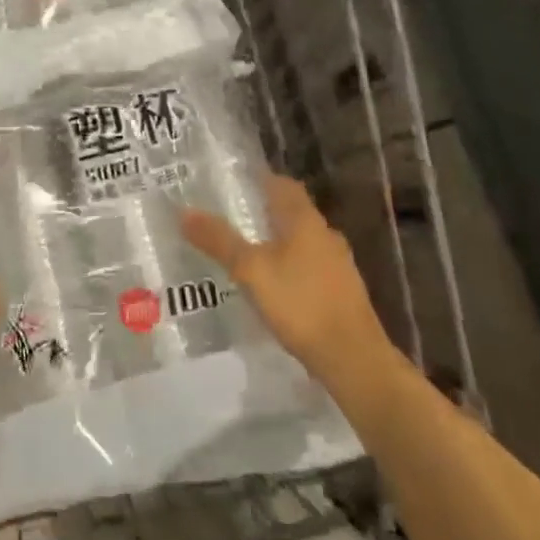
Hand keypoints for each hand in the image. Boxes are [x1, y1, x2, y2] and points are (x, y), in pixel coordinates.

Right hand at [181, 173, 395, 389]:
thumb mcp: (251, 270)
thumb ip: (219, 240)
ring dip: (278, 242)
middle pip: (293, 213)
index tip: (234, 182)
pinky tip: (274, 287)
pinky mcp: (342, 293)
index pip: (283, 184)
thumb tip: (184, 211)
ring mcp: (338, 265)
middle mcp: (325, 235)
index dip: (260, 179)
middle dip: (264, 212)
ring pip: (302, 242)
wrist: (355, 360)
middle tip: (231, 217)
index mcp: (305, 220)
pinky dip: (290, 268)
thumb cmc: (301, 304)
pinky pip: (310, 268)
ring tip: (247, 253)